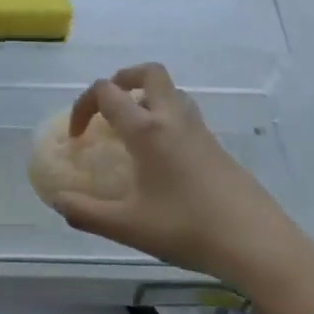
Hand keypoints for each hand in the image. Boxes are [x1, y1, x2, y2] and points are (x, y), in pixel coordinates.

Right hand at [52, 63, 313, 290]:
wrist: (255, 240)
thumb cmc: (187, 228)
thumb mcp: (128, 227)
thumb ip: (87, 213)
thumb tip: (58, 201)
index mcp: (147, 129)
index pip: (107, 92)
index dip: (83, 106)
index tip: (78, 137)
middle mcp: (172, 117)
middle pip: (148, 73)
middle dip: (122, 80)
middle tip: (108, 107)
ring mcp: (198, 128)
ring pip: (170, 91)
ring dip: (146, 96)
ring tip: (132, 129)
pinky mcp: (216, 144)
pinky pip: (184, 112)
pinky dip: (165, 117)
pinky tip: (161, 156)